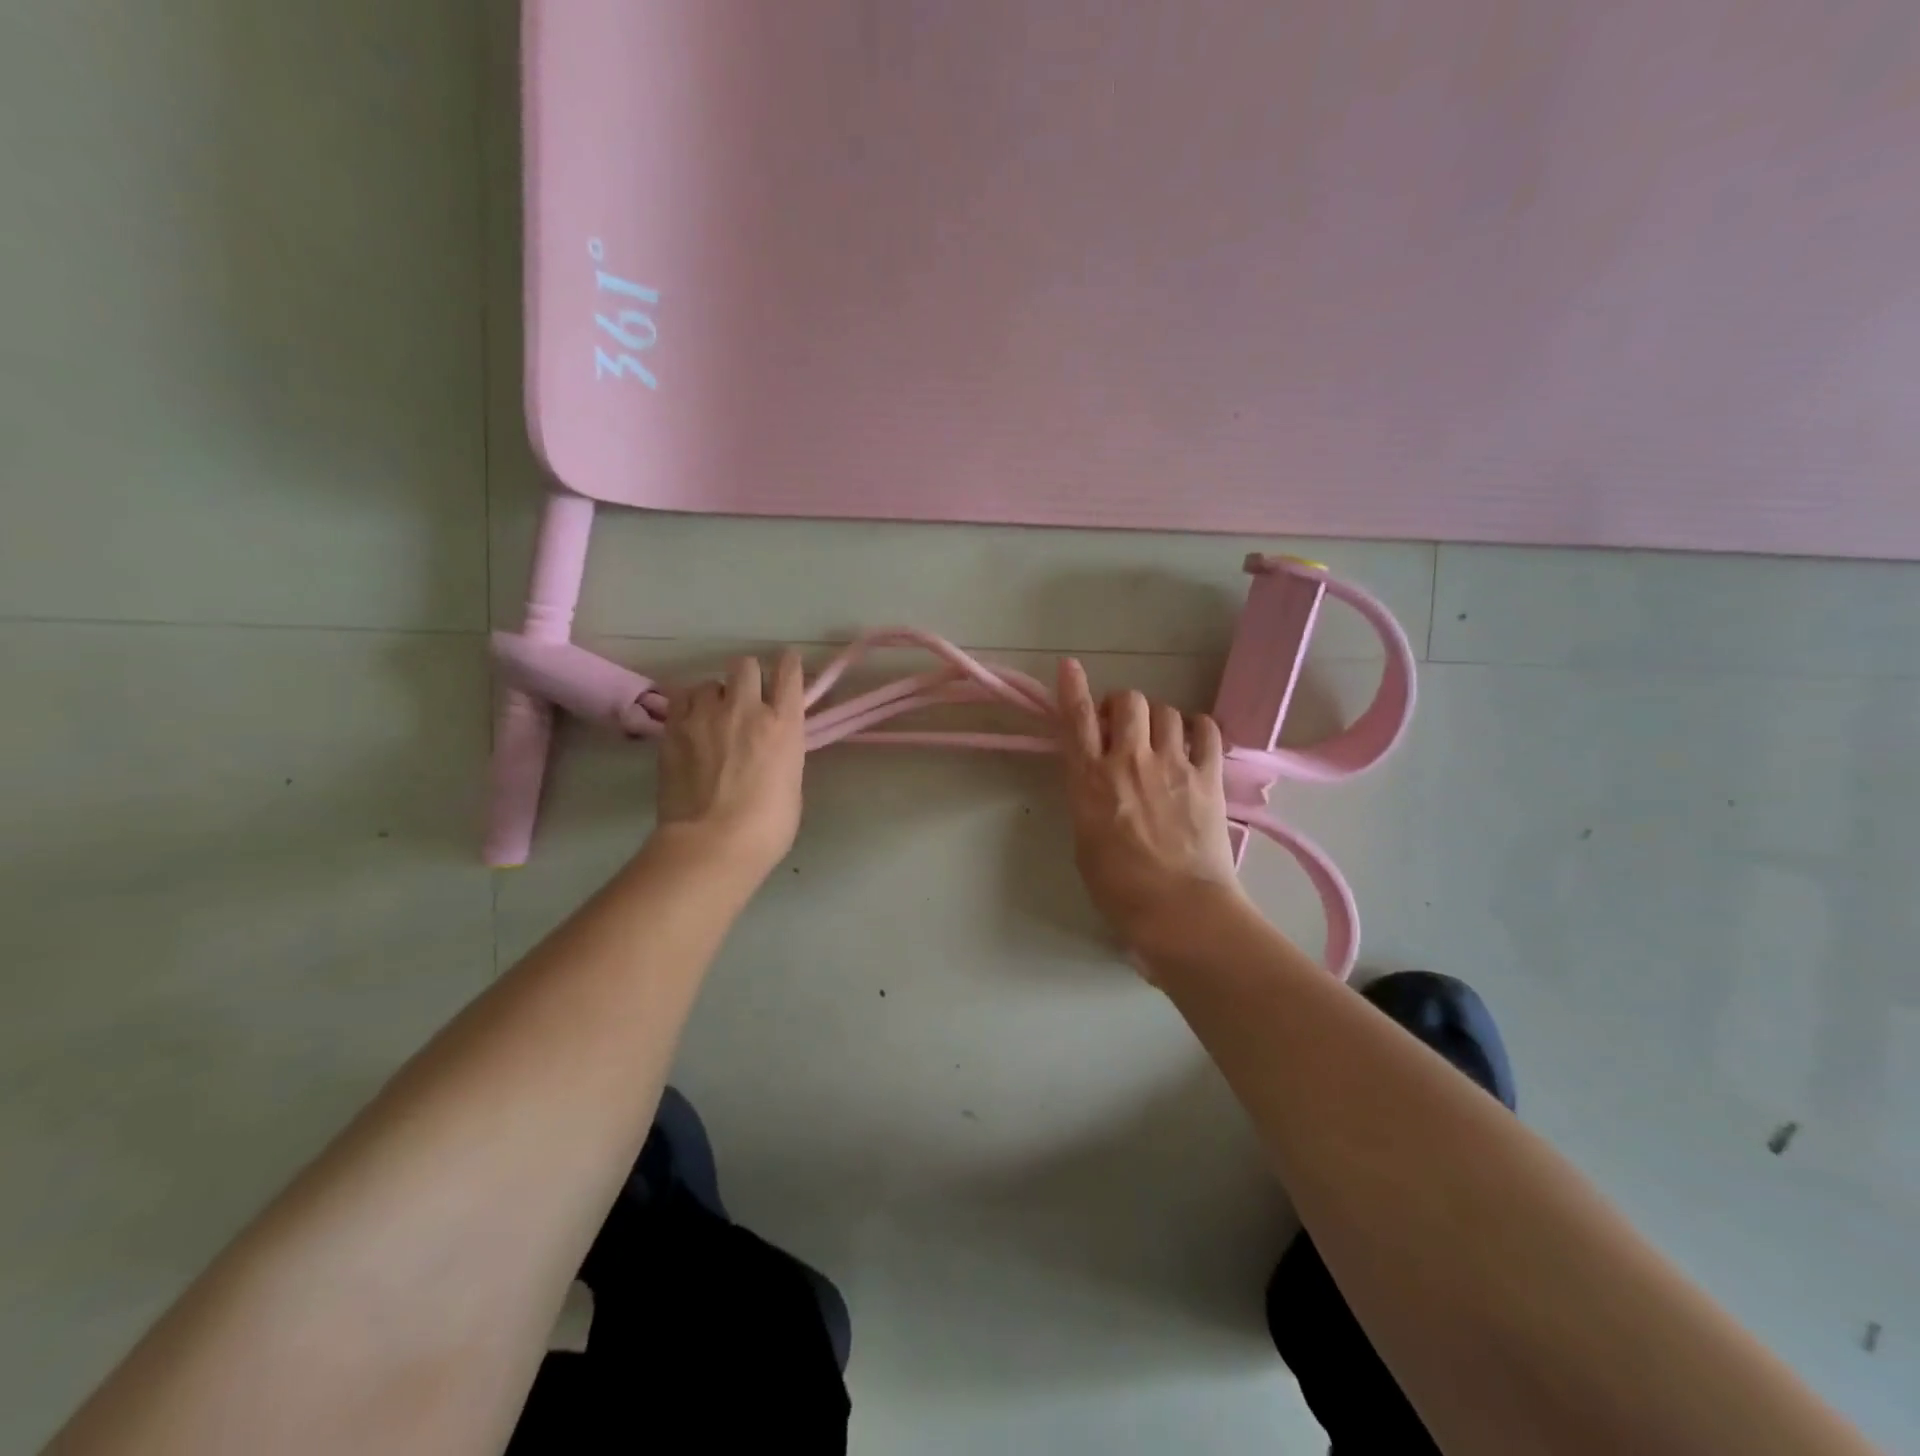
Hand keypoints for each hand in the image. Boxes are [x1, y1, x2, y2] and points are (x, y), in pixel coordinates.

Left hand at [653, 652, 806, 884]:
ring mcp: (706, 715)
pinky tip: (690, 723)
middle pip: (745, 665)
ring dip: (714, 696)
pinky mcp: (674, 728)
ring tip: (711, 717)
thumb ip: (782, 754)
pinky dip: (688, 706)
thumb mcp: (791, 784)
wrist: (713, 843)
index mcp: (784, 724)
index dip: (788, 665)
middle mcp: (747, 708)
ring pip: (709, 682)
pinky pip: (681, 698)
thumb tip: (770, 749)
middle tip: (744, 699)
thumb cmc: (767, 827)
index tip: (786, 666)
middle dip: (747, 677)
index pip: (789, 673)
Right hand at [1056, 658, 1249, 960]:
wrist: (1178, 910)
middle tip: (1120, 726)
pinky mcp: (1208, 776)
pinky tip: (1192, 740)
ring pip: (1165, 710)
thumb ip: (1088, 797)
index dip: (1072, 688)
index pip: (1076, 719)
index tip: (1070, 666)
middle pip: (1127, 701)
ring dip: (1157, 718)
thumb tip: (1098, 777)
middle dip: (1121, 705)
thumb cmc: (1119, 888)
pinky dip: (1196, 727)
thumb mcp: (1084, 839)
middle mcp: (1129, 760)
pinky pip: (1206, 729)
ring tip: (1158, 738)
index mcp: (1090, 779)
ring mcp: (1173, 764)